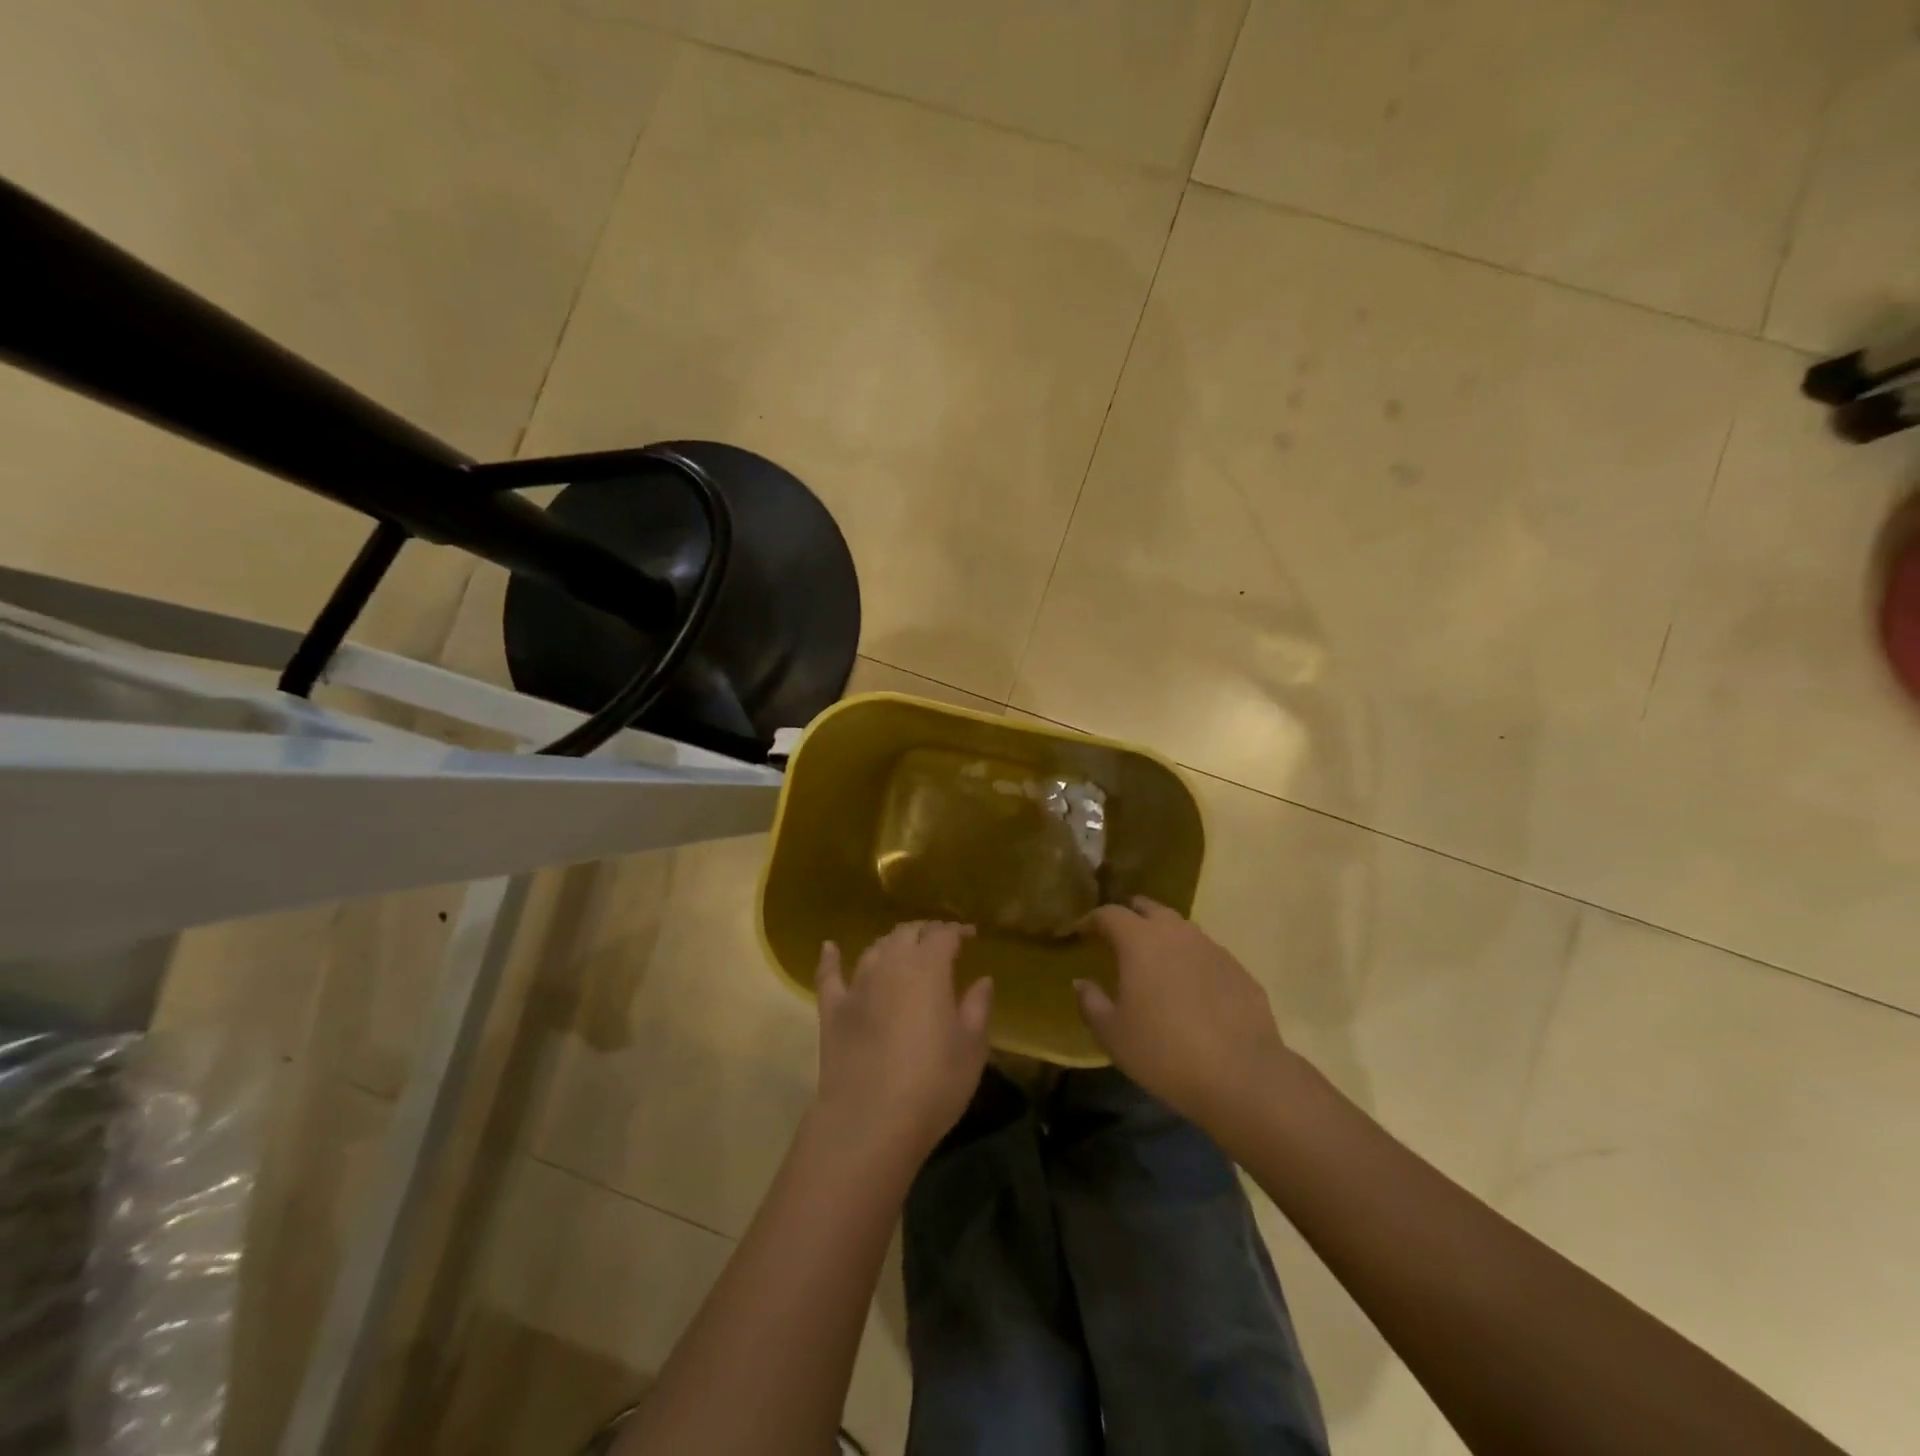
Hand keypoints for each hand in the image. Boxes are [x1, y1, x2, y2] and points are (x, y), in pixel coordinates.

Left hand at [812, 921, 994, 1163]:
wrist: (869, 1121)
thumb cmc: (933, 1084)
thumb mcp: (971, 1048)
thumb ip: (978, 1007)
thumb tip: (983, 980)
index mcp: (928, 968)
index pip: (943, 934)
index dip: (957, 930)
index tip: (969, 935)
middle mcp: (891, 965)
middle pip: (907, 934)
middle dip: (925, 932)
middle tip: (939, 942)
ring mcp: (857, 985)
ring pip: (875, 949)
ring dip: (891, 944)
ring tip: (903, 949)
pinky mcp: (832, 1010)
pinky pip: (829, 975)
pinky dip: (830, 958)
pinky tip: (830, 947)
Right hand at [1076, 897, 1289, 1129]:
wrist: (1242, 1076)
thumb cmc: (1164, 1052)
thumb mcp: (1113, 1034)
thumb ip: (1091, 1002)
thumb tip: (1081, 982)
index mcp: (1139, 941)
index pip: (1109, 914)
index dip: (1091, 920)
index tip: (1080, 932)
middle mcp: (1175, 933)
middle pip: (1149, 908)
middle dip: (1131, 915)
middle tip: (1118, 935)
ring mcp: (1211, 948)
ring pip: (1181, 928)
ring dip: (1163, 936)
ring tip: (1154, 959)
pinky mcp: (1238, 970)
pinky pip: (1206, 954)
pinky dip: (1191, 960)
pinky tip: (1191, 988)